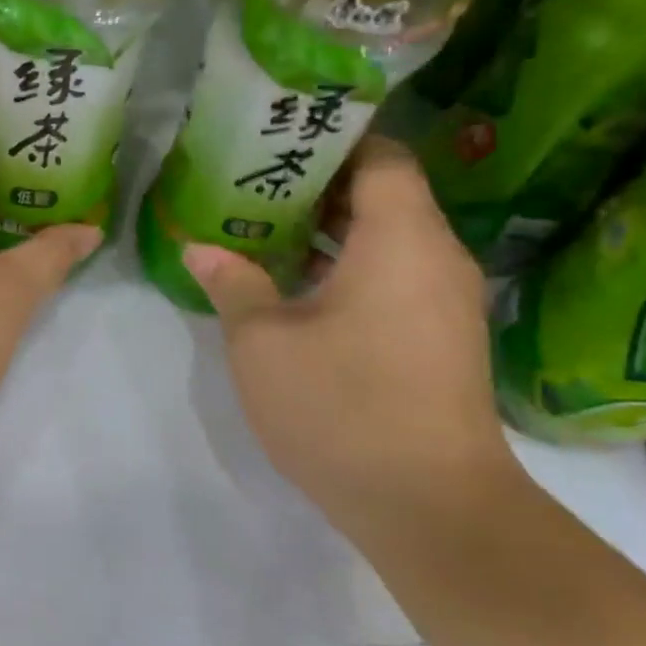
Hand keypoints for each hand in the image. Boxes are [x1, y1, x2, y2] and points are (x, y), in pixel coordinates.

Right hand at [183, 136, 514, 520]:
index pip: (382, 155)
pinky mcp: (440, 339)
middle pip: (384, 194)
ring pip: (388, 239)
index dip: (334, 139)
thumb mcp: (263, 342)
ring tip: (263, 228)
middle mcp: (437, 258)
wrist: (429, 506)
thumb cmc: (341, 405)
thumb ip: (232, 283)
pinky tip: (295, 285)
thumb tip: (200, 247)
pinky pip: (395, 276)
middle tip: (251, 181)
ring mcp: (445, 301)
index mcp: (402, 239)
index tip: (279, 139)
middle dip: (319, 184)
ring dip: (331, 230)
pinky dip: (349, 266)